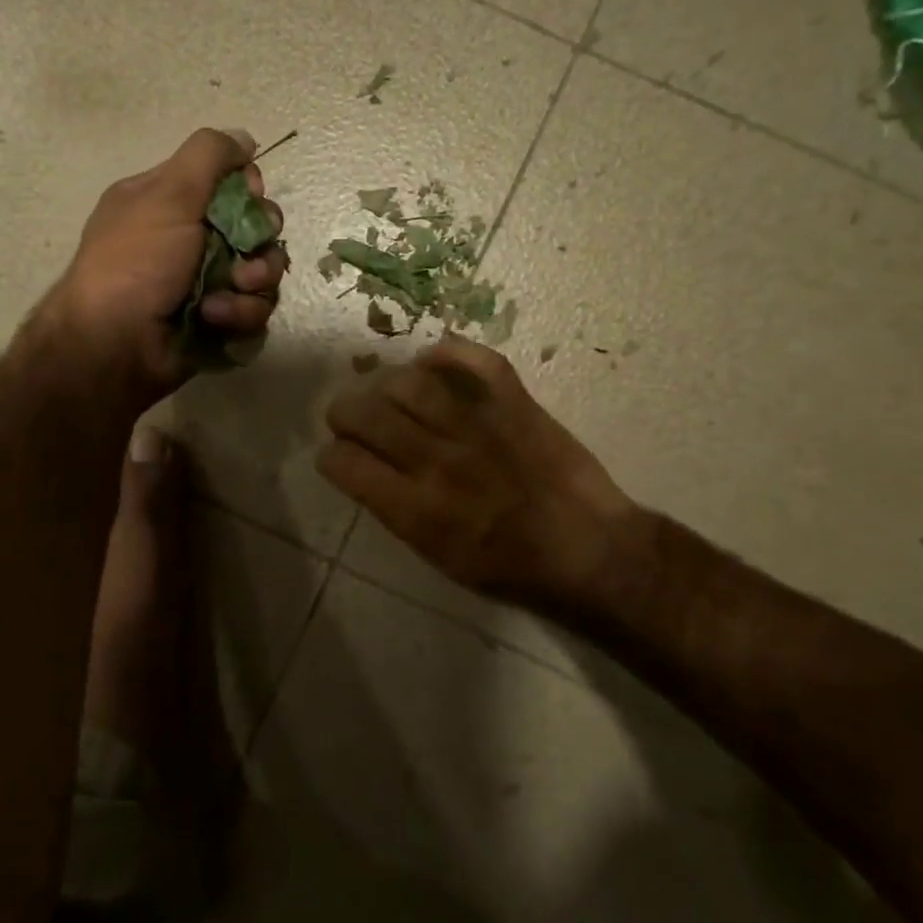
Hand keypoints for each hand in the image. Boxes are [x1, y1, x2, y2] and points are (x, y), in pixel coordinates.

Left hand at [44, 128, 286, 401]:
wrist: (114, 345)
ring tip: (225, 297)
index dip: (249, 190)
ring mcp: (206, 284)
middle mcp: (190, 241)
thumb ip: (208, 155)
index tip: (248, 196)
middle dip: (260, 243)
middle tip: (245, 256)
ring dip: (251, 285)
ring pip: (263, 274)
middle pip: (256, 230)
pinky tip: (214, 321)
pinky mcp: (218, 322)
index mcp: (171, 203)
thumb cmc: (136, 262)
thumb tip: (244, 138)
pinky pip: (254, 312)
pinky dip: (239, 316)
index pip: (231, 184)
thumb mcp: (167, 193)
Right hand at [318, 339, 644, 612]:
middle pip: (364, 414)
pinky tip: (432, 361)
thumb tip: (369, 471)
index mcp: (414, 509)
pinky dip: (447, 352)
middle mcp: (436, 461)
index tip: (339, 455)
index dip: (332, 455)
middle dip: (345, 412)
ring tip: (392, 393)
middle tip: (353, 418)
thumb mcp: (439, 558)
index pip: (344, 461)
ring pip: (407, 382)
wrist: (590, 553)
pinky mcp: (514, 403)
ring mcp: (476, 426)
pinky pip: (473, 360)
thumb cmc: (511, 569)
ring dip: (387, 384)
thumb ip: (397, 511)